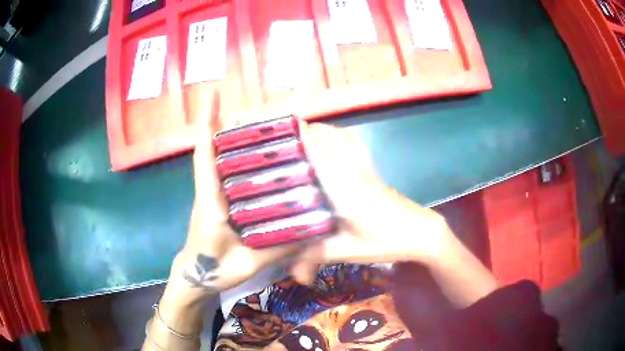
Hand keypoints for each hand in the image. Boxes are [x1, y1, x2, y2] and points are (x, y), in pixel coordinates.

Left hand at [164, 101, 301, 304]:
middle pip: (211, 152)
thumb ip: (277, 250)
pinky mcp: (213, 201)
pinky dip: (231, 157)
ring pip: (215, 161)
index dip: (207, 129)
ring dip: (227, 138)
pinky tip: (254, 156)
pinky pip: (221, 173)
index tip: (210, 100)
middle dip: (221, 125)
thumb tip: (309, 233)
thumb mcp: (249, 264)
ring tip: (255, 125)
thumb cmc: (215, 270)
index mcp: (211, 205)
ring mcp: (209, 196)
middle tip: (248, 107)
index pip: (205, 160)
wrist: (196, 277)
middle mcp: (207, 193)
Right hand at [291, 123, 452, 281]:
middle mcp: (353, 172)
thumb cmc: (387, 241)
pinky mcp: (372, 172)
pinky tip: (332, 139)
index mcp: (345, 189)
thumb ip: (318, 256)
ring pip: (342, 138)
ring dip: (323, 131)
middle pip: (329, 141)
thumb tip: (293, 274)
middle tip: (282, 134)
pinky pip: (354, 145)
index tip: (283, 131)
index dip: (302, 140)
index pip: (320, 157)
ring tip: (302, 132)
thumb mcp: (350, 251)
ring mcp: (365, 169)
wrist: (421, 232)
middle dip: (306, 131)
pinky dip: (340, 135)